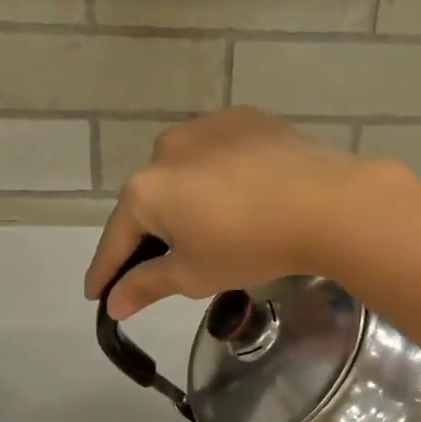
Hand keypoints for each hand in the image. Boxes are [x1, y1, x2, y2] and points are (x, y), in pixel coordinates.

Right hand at [84, 108, 392, 319]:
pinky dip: (220, 174)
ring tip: (213, 224)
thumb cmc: (249, 246)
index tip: (96, 293)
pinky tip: (243, 192)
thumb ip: (146, 285)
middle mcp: (166, 149)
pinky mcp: (244, 118)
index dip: (105, 270)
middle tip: (166, 261)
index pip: (116, 238)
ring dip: (187, 197)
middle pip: (150, 200)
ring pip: (184, 171)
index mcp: (145, 190)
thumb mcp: (193, 275)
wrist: (324, 204)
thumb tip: (113, 303)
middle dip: (153, 232)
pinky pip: (219, 152)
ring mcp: (206, 126)